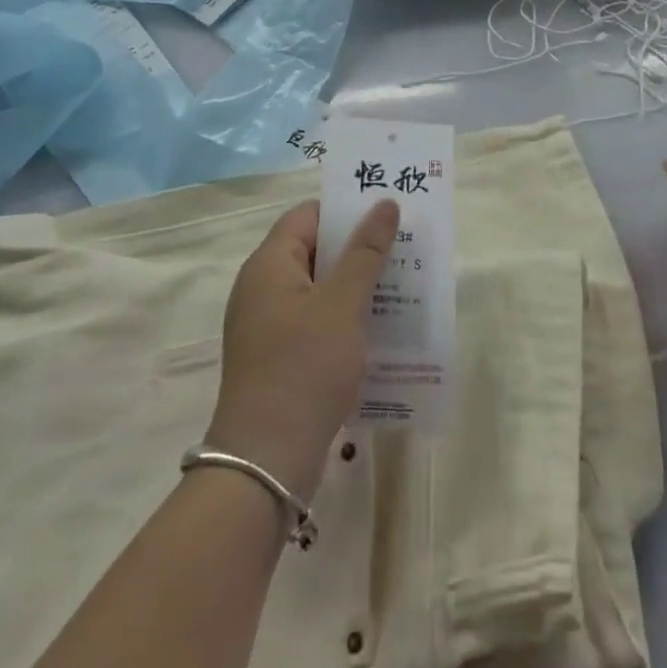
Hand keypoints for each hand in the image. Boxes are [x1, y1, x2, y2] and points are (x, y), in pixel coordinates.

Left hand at [206, 198, 397, 502]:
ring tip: (401, 283)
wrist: (266, 463)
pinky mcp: (278, 357)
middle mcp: (263, 287)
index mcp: (270, 264)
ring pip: (319, 287)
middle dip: (358, 247)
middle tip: (403, 246)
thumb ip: (365, 252)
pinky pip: (315, 319)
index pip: (308, 215)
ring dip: (356, 283)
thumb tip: (385, 204)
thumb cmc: (304, 368)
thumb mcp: (342, 304)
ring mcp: (268, 325)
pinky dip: (344, 316)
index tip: (386, 212)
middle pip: (314, 249)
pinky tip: (378, 326)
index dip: (345, 209)